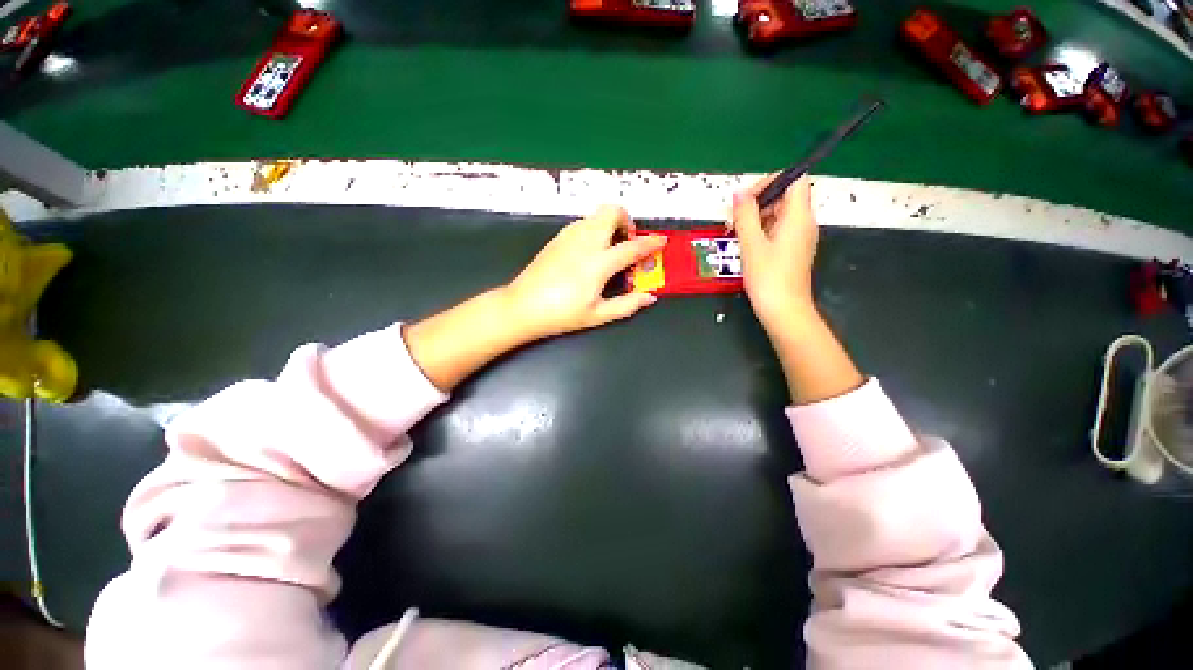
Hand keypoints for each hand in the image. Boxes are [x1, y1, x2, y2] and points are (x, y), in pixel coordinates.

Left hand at [506, 205, 665, 339]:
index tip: (661, 241)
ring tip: (609, 248)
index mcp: (599, 262)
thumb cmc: (562, 314)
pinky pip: (583, 223)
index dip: (651, 243)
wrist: (522, 306)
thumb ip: (627, 305)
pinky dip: (594, 228)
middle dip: (626, 220)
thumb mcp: (598, 315)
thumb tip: (650, 297)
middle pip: (612, 211)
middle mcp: (586, 241)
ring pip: (596, 214)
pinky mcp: (557, 237)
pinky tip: (590, 251)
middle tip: (627, 242)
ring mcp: (569, 236)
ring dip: (609, 224)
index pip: (632, 246)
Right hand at [731, 175, 818, 329]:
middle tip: (736, 218)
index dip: (770, 181)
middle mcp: (804, 223)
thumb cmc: (769, 278)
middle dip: (759, 201)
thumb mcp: (751, 244)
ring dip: (758, 217)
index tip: (747, 199)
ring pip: (780, 213)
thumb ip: (745, 215)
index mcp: (798, 216)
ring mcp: (800, 237)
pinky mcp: (793, 250)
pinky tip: (747, 245)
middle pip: (785, 195)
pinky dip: (762, 230)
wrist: (784, 310)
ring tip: (737, 233)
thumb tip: (739, 193)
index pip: (793, 179)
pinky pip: (779, 229)